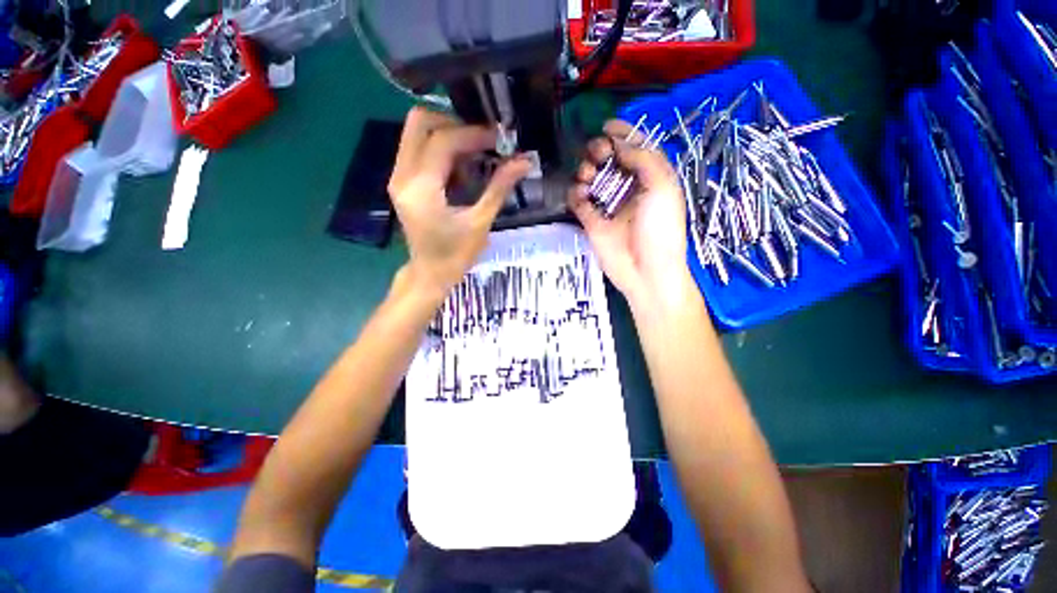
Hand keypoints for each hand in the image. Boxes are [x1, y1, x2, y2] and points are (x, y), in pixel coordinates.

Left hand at [388, 107, 530, 299]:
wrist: (430, 274)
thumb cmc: (456, 255)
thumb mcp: (480, 222)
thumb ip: (499, 188)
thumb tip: (524, 162)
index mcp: (421, 189)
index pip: (443, 142)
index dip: (473, 134)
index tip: (499, 139)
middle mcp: (402, 176)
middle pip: (419, 122)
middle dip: (454, 124)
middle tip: (482, 141)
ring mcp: (398, 177)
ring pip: (416, 132)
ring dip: (447, 134)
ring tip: (475, 153)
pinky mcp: (401, 182)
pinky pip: (417, 148)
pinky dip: (440, 148)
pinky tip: (461, 166)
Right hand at [569, 120, 694, 312]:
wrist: (646, 271)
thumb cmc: (661, 229)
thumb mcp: (662, 187)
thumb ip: (643, 159)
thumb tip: (620, 143)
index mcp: (651, 178)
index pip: (635, 148)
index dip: (622, 133)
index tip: (607, 126)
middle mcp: (628, 188)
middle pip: (609, 160)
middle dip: (601, 150)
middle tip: (598, 154)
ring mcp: (608, 206)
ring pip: (591, 178)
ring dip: (586, 170)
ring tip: (587, 176)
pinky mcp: (592, 222)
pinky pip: (578, 202)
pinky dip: (575, 194)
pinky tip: (580, 195)